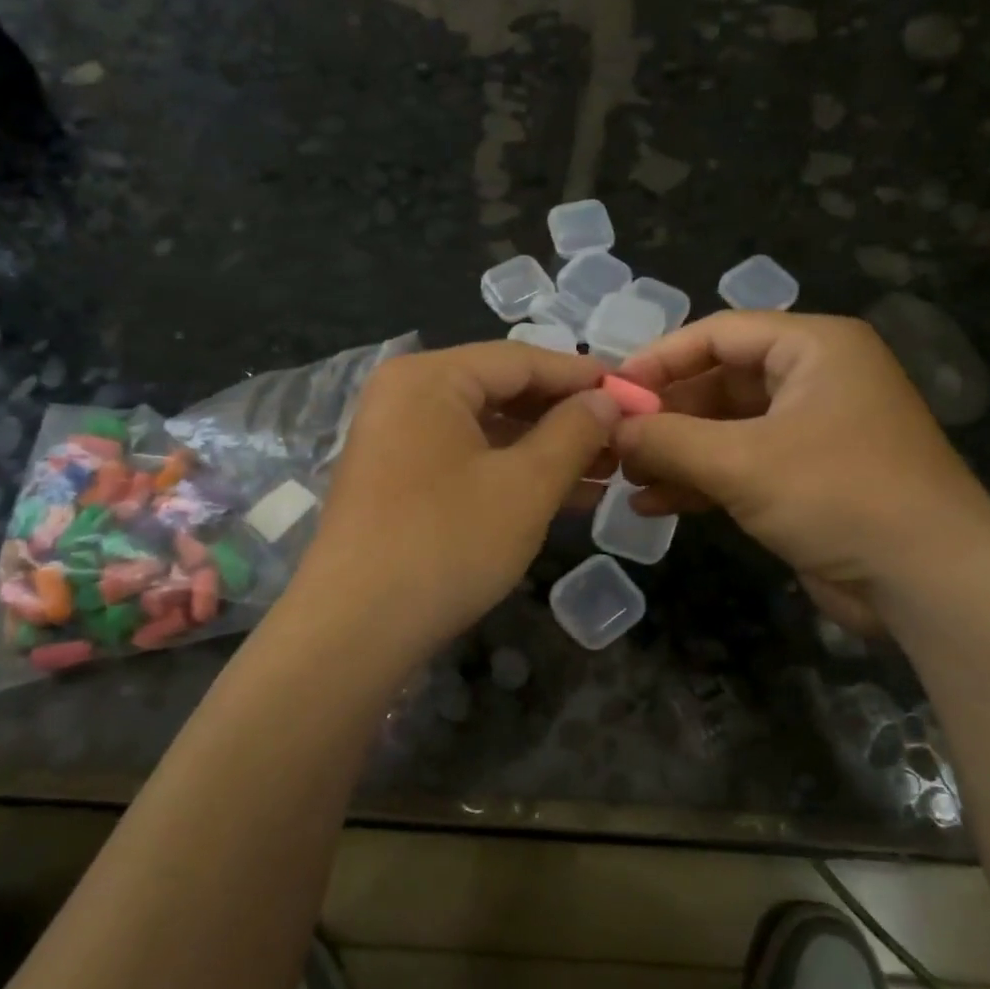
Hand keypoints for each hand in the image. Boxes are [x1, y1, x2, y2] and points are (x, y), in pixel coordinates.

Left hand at [297, 342, 618, 651]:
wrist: (355, 629)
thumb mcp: (526, 485)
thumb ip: (574, 432)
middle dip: (567, 417)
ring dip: (547, 449)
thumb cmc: (447, 542)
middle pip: (503, 391)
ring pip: (488, 430)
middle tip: (624, 436)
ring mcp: (397, 439)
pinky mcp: (399, 480)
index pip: (522, 359)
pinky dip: (513, 472)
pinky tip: (564, 494)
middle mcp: (407, 395)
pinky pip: (467, 459)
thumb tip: (608, 398)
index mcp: (430, 377)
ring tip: (607, 470)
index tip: (634, 393)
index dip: (583, 376)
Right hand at [613, 312, 989, 629]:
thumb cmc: (838, 495)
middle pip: (719, 382)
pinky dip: (700, 481)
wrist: (930, 581)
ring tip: (624, 475)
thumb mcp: (742, 462)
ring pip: (726, 429)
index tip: (610, 389)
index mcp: (814, 348)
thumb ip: (669, 439)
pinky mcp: (808, 479)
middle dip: (665, 414)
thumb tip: (612, 426)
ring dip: (676, 452)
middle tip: (612, 440)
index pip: (719, 333)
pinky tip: (652, 504)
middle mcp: (815, 380)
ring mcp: (812, 432)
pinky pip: (741, 466)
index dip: (659, 359)